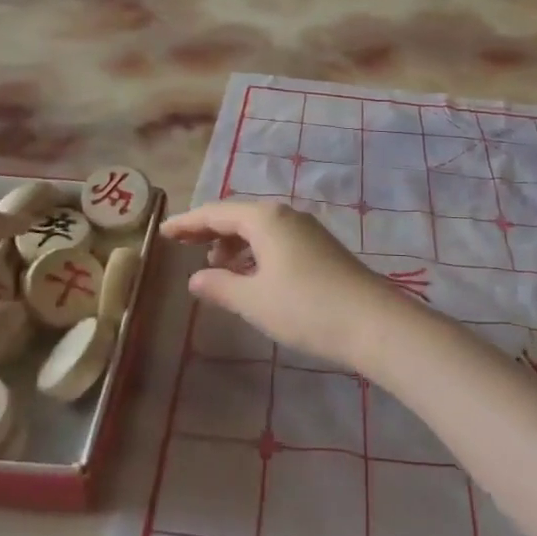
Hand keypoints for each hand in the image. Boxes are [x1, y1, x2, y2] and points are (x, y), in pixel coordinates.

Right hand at [161, 200, 412, 371]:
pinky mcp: (321, 249)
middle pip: (239, 216)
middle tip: (183, 245)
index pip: (216, 212)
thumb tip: (196, 278)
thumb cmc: (305, 307)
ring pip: (260, 229)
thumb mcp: (254, 300)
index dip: (188, 222)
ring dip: (234, 244)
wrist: (373, 323)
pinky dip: (255, 253)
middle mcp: (286, 215)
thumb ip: (220, 286)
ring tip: (215, 266)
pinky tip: (251, 276)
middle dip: (210, 230)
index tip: (163, 231)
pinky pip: (276, 241)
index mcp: (265, 219)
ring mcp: (307, 231)